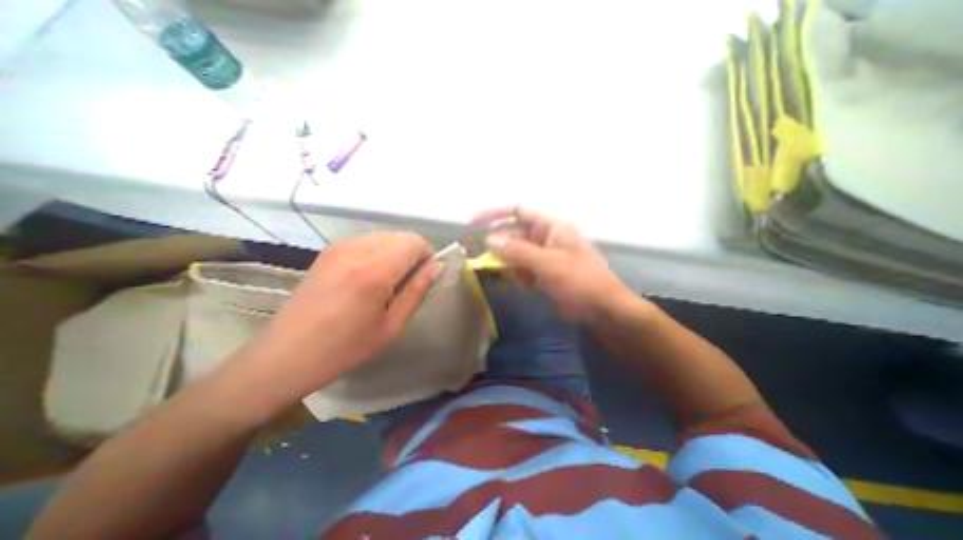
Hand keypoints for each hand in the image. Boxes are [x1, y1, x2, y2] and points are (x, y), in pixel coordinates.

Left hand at [244, 229, 438, 395]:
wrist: (286, 354)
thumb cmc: (345, 348)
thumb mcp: (391, 326)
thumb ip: (417, 291)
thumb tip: (436, 267)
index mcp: (375, 271)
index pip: (415, 242)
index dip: (427, 257)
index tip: (424, 278)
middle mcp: (357, 249)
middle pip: (402, 236)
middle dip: (413, 254)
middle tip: (407, 283)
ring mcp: (339, 247)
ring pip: (386, 236)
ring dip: (396, 253)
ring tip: (387, 281)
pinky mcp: (329, 250)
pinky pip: (367, 240)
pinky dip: (379, 252)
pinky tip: (368, 277)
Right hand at [472, 207, 633, 322]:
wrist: (603, 310)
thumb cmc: (579, 281)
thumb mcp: (547, 263)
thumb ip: (517, 250)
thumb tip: (489, 239)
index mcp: (551, 226)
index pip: (518, 210)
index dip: (495, 214)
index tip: (474, 223)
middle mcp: (546, 236)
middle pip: (514, 233)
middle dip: (501, 245)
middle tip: (486, 258)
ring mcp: (545, 255)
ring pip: (516, 252)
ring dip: (510, 263)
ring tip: (515, 276)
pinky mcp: (544, 271)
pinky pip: (523, 267)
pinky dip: (519, 274)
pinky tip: (525, 285)